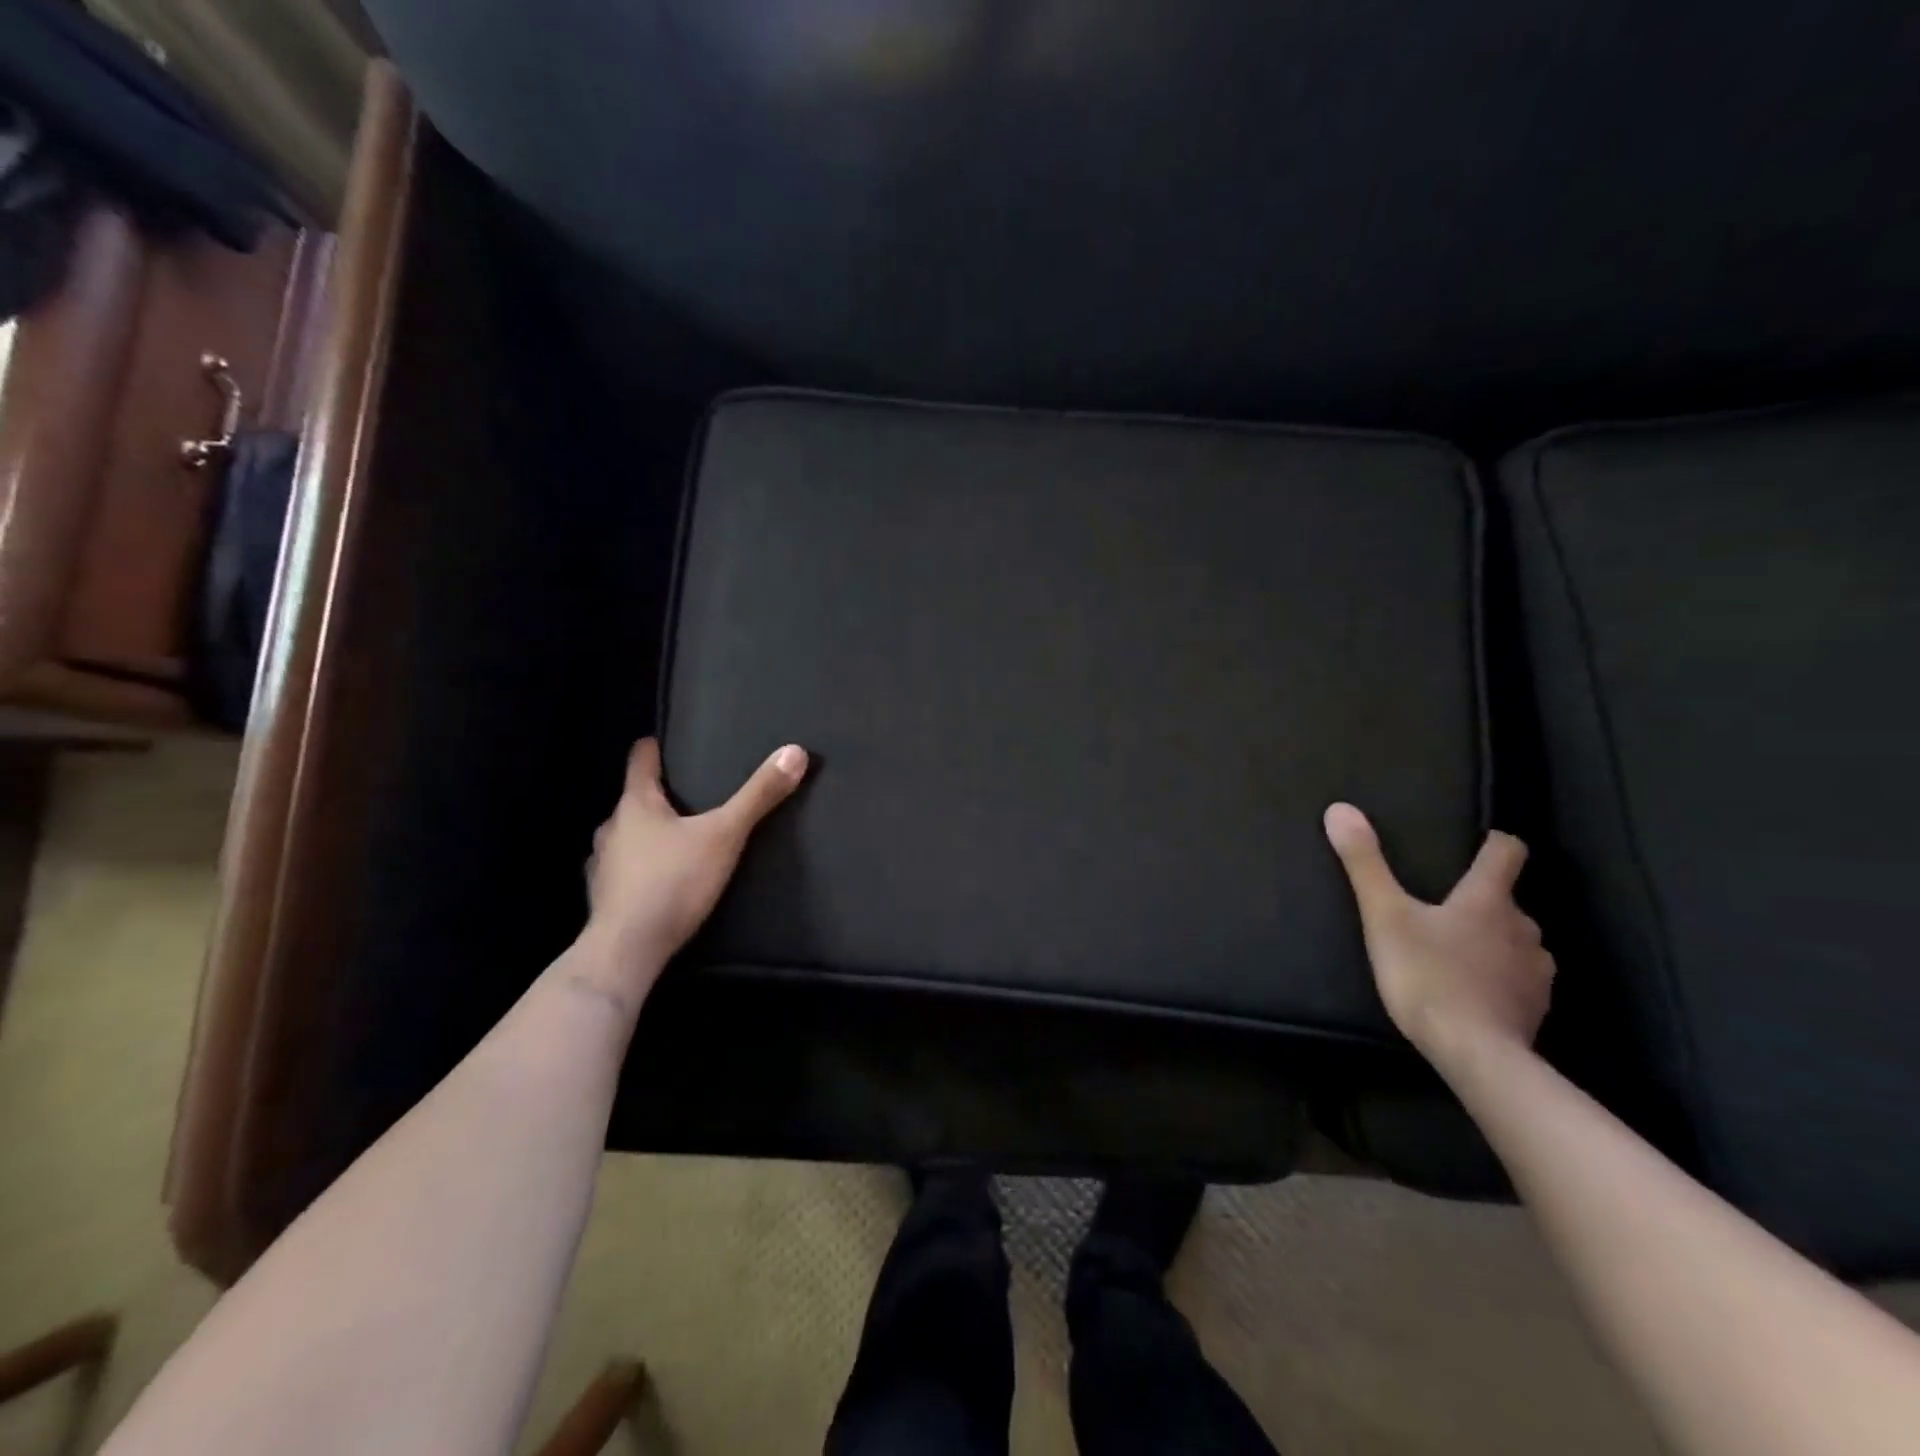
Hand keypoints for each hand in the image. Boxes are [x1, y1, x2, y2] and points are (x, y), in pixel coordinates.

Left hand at [583, 737, 808, 978]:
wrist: (628, 950)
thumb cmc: (674, 881)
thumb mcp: (726, 835)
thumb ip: (759, 796)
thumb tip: (795, 751)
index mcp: (637, 805)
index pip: (640, 761)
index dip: (652, 749)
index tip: (660, 742)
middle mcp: (612, 828)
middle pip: (634, 801)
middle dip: (657, 797)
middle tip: (686, 796)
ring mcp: (602, 865)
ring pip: (626, 837)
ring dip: (646, 834)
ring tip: (675, 839)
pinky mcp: (603, 898)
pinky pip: (622, 870)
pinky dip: (639, 868)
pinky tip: (658, 880)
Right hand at [1323, 803, 1554, 1070]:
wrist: (1475, 1055)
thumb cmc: (1428, 976)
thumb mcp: (1384, 916)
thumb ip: (1364, 864)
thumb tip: (1340, 809)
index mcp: (1488, 900)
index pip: (1507, 853)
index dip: (1496, 842)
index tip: (1481, 842)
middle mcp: (1522, 928)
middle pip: (1508, 901)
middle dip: (1482, 901)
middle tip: (1445, 909)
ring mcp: (1535, 970)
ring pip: (1517, 941)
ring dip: (1494, 940)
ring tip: (1459, 951)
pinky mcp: (1535, 1007)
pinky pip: (1520, 979)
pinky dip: (1500, 976)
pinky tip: (1474, 990)